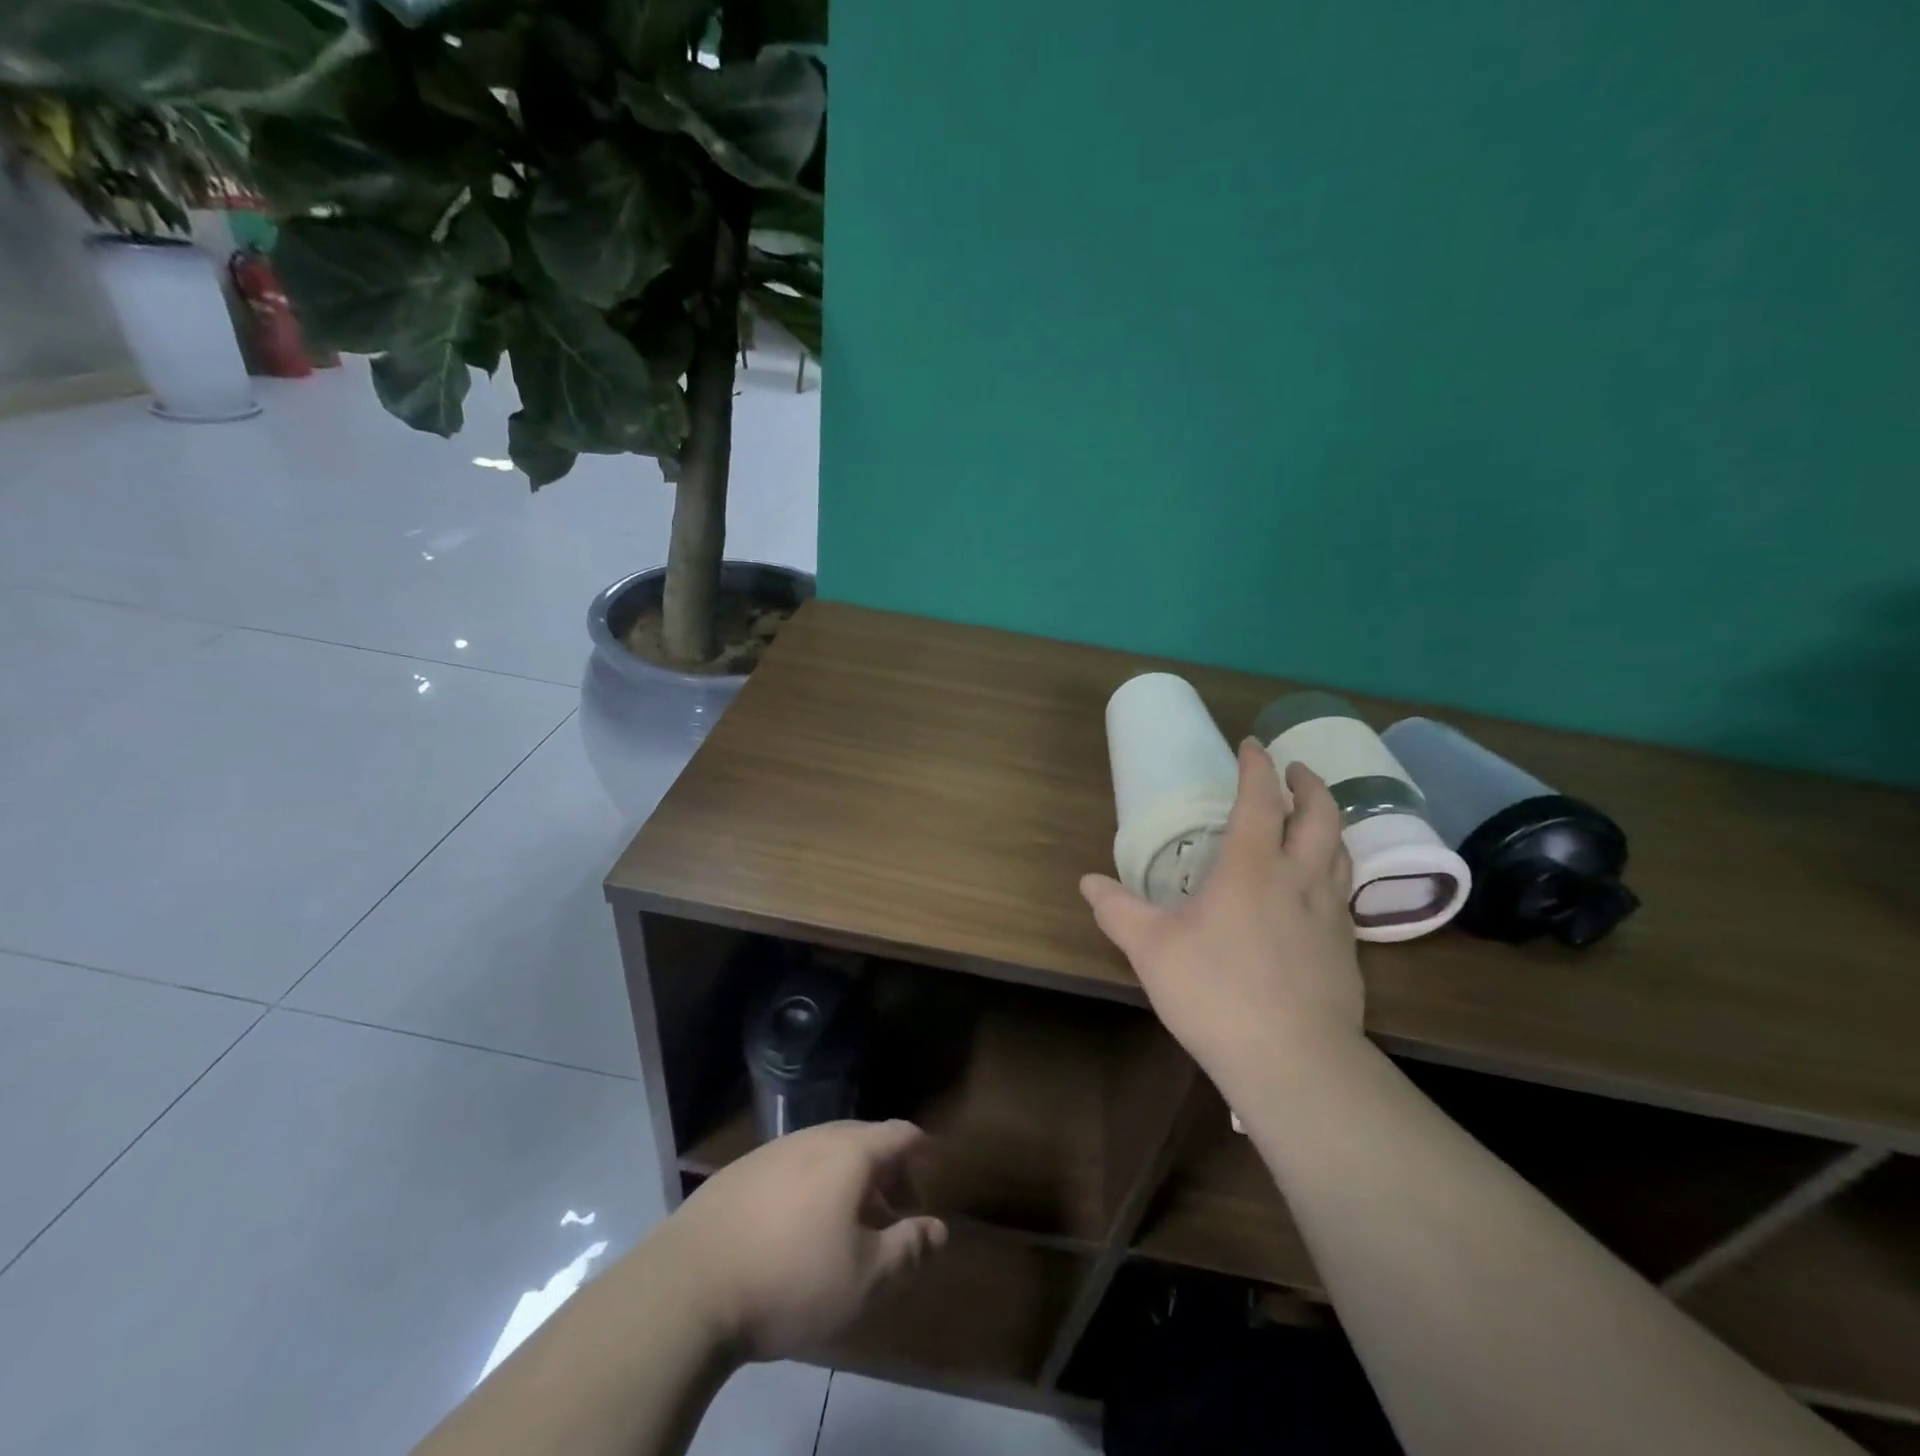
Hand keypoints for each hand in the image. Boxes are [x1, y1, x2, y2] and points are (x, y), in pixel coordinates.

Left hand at [661, 1119, 948, 1360]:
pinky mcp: (740, 1171)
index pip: (899, 1133)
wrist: (688, 1286)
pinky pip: (792, 1165)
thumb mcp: (863, 1280)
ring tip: (846, 1224)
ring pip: (825, 1151)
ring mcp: (773, 1150)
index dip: (921, 1152)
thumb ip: (907, 1250)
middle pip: (863, 1138)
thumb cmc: (790, 1279)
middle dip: (886, 1171)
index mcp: (850, 1153)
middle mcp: (814, 1137)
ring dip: (847, 1179)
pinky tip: (797, 1227)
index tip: (930, 1179)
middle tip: (893, 1213)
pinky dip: (811, 1185)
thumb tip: (939, 1230)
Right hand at [1081, 739, 1363, 1087]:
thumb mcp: (1151, 949)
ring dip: (1329, 823)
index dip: (1257, 766)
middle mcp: (1298, 879)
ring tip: (1312, 819)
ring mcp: (1330, 914)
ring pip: (1341, 850)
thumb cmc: (1215, 993)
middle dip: (1309, 784)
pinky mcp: (1346, 949)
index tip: (1251, 745)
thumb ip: (1117, 910)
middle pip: (1321, 815)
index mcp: (1251, 868)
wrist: (1293, 1061)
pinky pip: (1343, 891)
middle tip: (1294, 770)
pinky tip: (1315, 889)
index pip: (1260, 800)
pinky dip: (1332, 869)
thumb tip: (1087, 882)